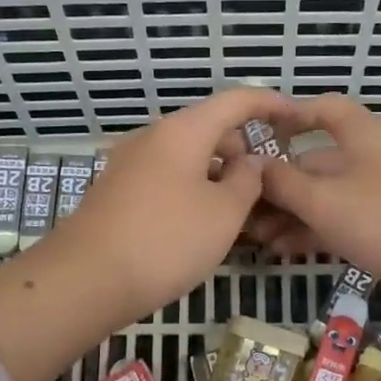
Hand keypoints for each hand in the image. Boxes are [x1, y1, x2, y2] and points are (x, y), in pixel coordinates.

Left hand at [47, 87, 287, 320]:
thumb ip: (247, 180)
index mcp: (183, 131)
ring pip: (187, 158)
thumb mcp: (224, 213)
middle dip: (241, 151)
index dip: (268, 103)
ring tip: (238, 213)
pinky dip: (192, 190)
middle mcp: (153, 138)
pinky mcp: (117, 192)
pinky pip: (166, 179)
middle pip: (208, 129)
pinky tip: (201, 225)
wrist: (86, 279)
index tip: (294, 115)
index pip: (235, 101)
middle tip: (266, 186)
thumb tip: (249, 161)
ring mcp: (130, 164)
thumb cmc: (167, 240)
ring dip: (216, 176)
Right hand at [254, 95, 380, 325]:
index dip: (289, 116)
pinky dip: (311, 233)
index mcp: (362, 135)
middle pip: (315, 161)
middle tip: (239, 204)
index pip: (323, 110)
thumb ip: (282, 181)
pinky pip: (338, 225)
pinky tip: (281, 250)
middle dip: (277, 183)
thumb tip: (253, 165)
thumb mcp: (322, 198)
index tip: (254, 132)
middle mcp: (370, 160)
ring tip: (253, 235)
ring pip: (324, 198)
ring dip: (289, 214)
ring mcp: (378, 198)